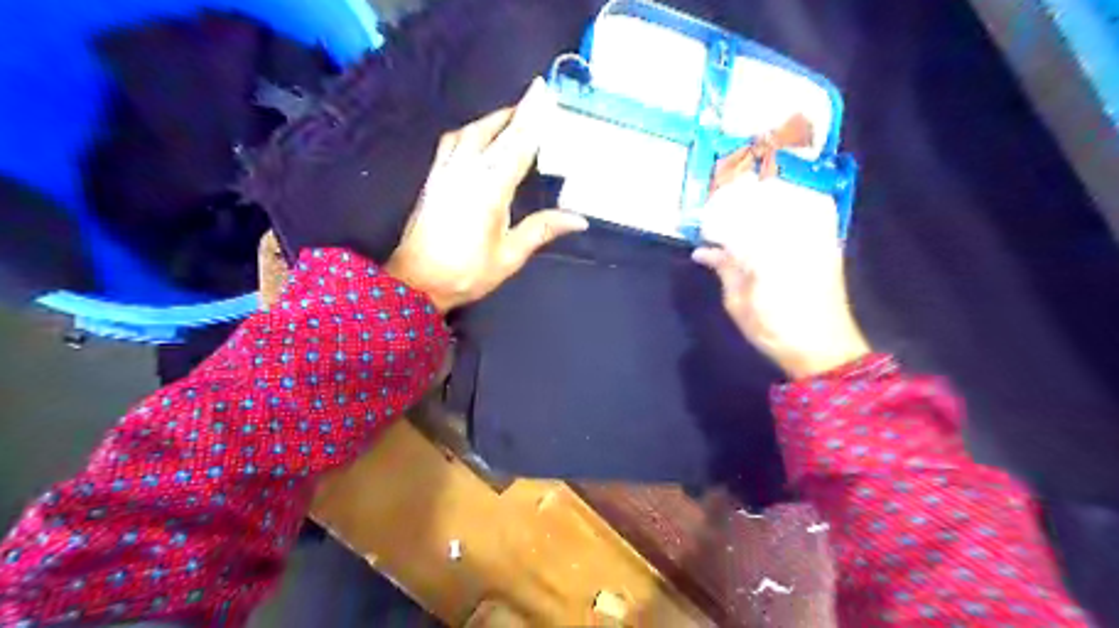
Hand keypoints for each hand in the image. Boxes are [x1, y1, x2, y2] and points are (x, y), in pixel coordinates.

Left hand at [385, 78, 587, 312]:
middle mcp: (467, 171)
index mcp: (490, 188)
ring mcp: (446, 171)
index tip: (547, 93)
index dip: (535, 118)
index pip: (518, 145)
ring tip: (514, 114)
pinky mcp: (433, 178)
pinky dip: (470, 130)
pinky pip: (452, 142)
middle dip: (520, 110)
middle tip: (538, 93)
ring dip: (494, 118)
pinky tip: (476, 133)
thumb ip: (541, 230)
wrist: (417, 282)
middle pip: (497, 131)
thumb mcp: (509, 255)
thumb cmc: (466, 272)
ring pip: (471, 131)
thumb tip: (578, 219)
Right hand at [696, 174, 868, 377]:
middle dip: (740, 202)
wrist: (825, 349)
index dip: (717, 218)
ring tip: (747, 206)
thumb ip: (724, 269)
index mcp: (766, 254)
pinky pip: (816, 208)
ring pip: (791, 198)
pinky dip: (795, 202)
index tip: (704, 226)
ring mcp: (817, 236)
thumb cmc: (775, 330)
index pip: (738, 220)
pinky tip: (778, 210)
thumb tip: (702, 251)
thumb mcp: (738, 304)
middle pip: (764, 201)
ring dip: (767, 197)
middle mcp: (794, 237)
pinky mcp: (830, 242)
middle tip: (721, 210)